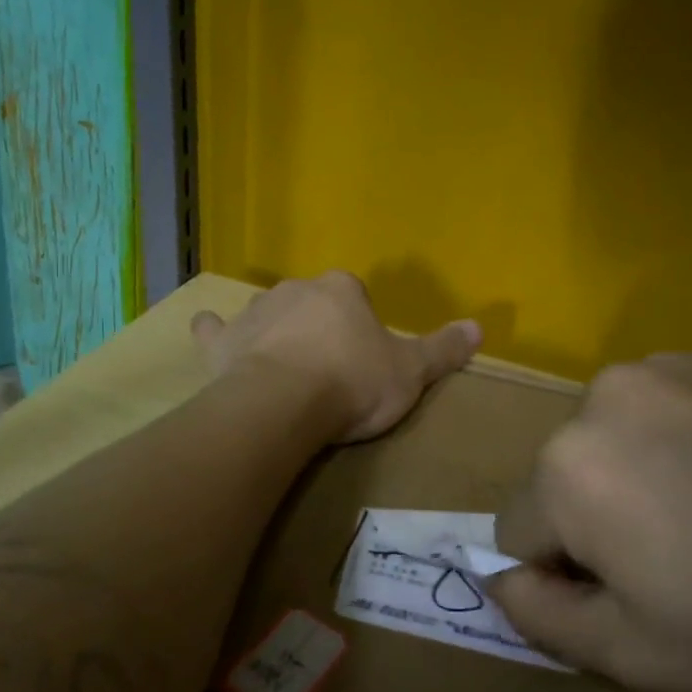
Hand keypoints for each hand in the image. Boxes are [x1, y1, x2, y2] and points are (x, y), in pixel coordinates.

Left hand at [192, 272, 481, 442]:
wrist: (287, 402)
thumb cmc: (353, 383)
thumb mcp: (411, 372)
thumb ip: (443, 349)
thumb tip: (479, 327)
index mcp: (341, 289)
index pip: (354, 296)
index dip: (359, 327)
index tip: (362, 359)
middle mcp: (296, 289)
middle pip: (310, 303)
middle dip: (317, 327)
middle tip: (327, 369)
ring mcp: (255, 312)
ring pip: (268, 313)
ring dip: (275, 331)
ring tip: (283, 368)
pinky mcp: (223, 340)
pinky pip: (214, 328)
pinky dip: (214, 332)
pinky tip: (212, 335)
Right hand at [490, 350, 691, 691]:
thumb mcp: (638, 657)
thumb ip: (543, 618)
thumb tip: (500, 579)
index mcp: (566, 468)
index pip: (517, 531)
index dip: (567, 576)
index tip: (636, 597)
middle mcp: (597, 398)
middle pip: (560, 476)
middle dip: (596, 519)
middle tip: (682, 561)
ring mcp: (660, 367)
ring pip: (607, 436)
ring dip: (632, 472)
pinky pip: (660, 405)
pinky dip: (678, 437)